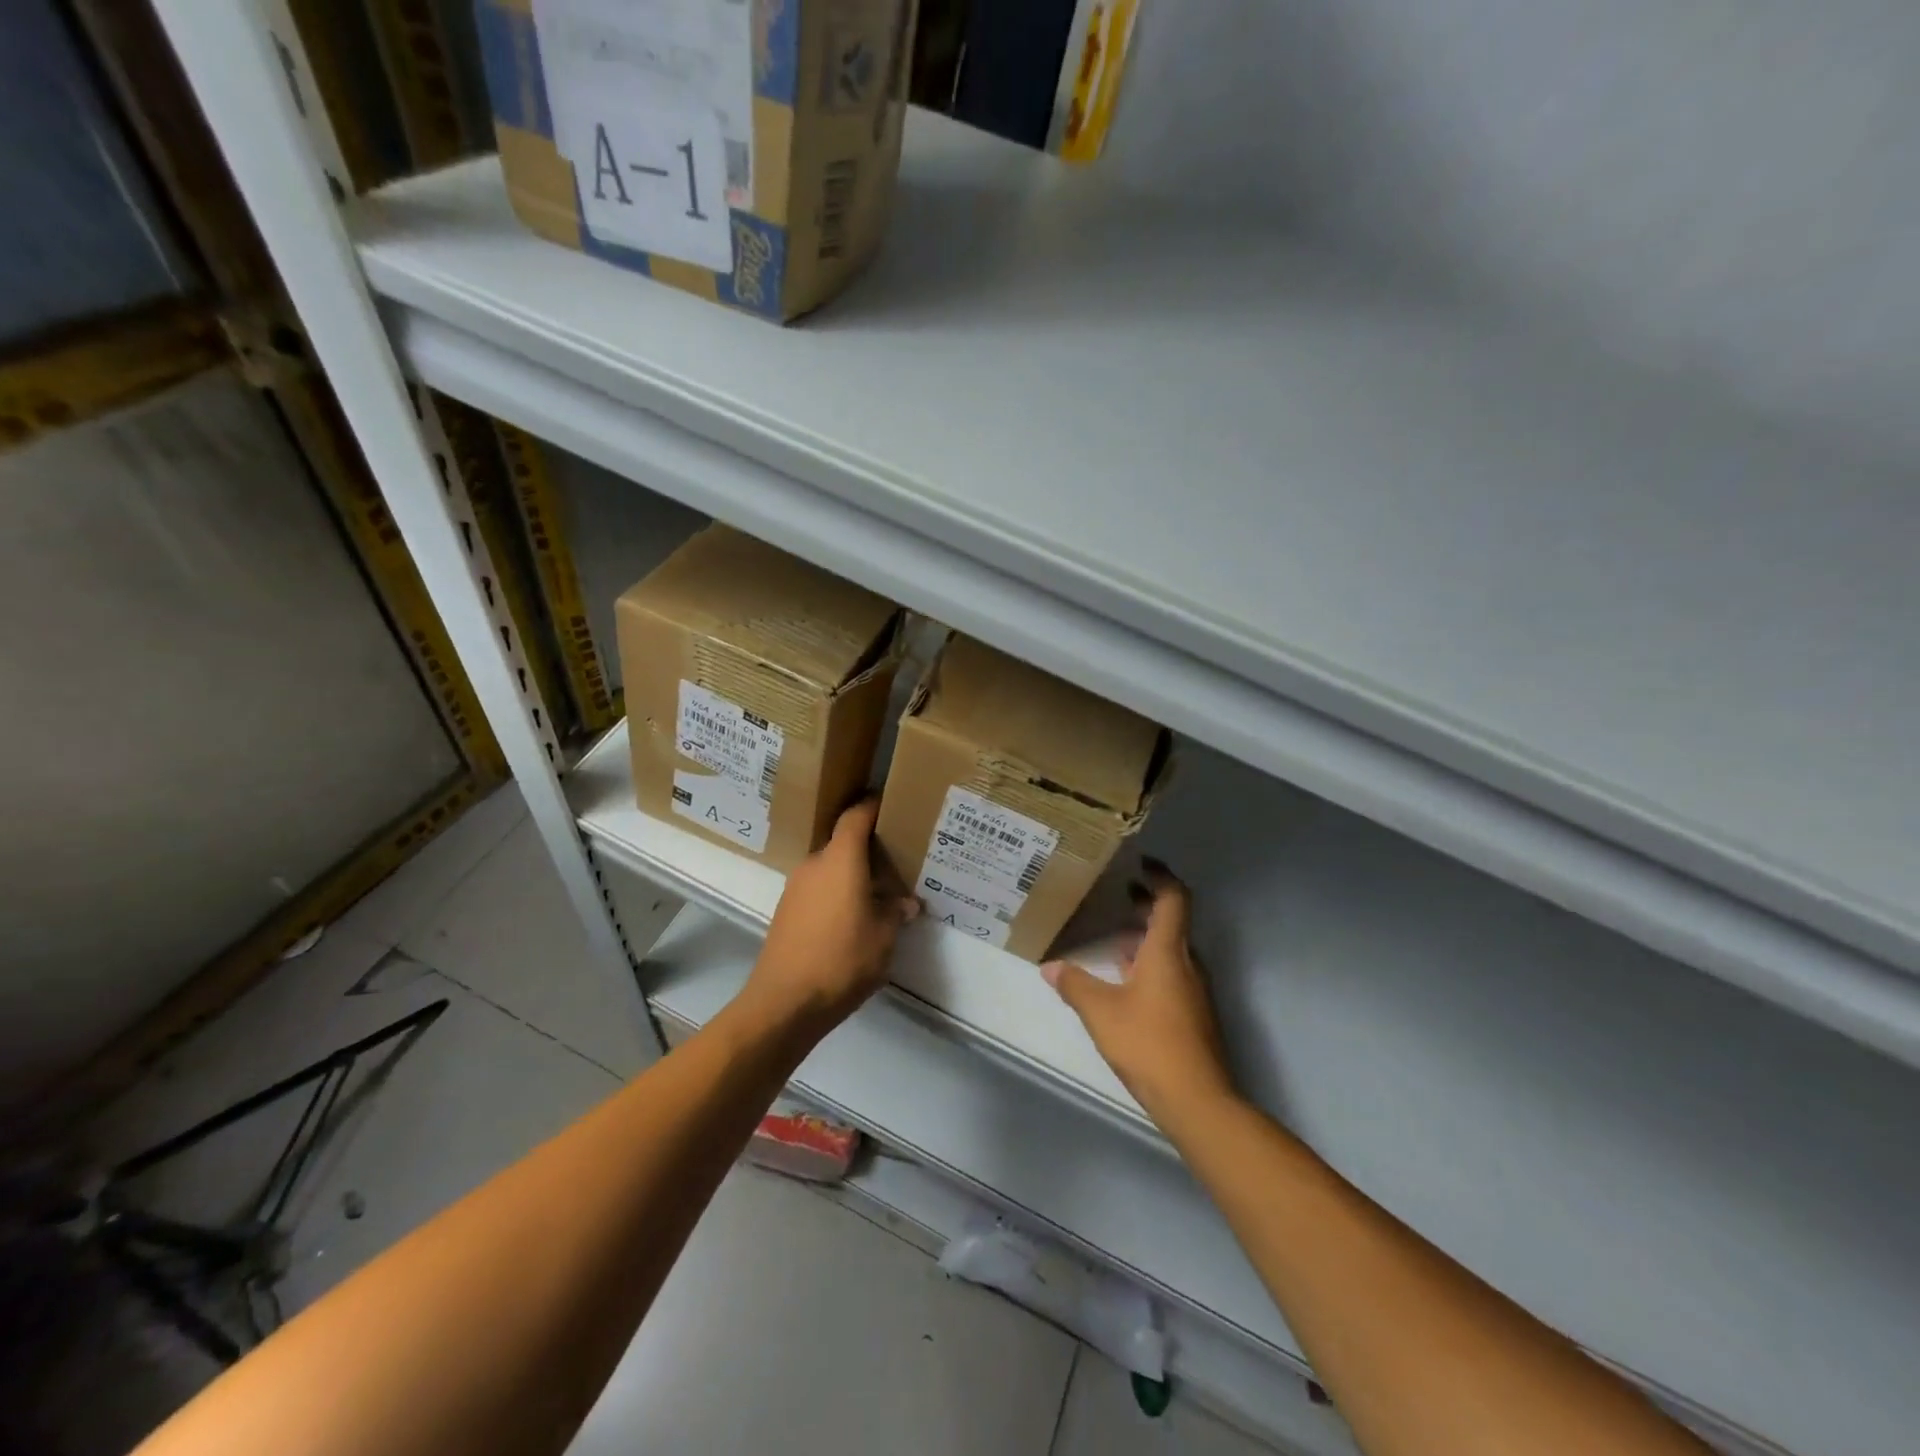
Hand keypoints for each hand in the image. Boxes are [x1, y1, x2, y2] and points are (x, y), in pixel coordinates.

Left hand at [744, 798, 919, 1033]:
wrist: (785, 1003)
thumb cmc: (842, 960)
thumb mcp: (883, 937)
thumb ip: (895, 913)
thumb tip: (906, 903)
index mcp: (840, 860)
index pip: (855, 817)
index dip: (873, 806)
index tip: (891, 804)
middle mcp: (814, 865)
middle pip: (843, 843)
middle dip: (868, 849)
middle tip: (896, 861)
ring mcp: (795, 888)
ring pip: (830, 868)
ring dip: (852, 875)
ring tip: (878, 895)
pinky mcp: (786, 912)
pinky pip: (818, 890)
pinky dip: (836, 894)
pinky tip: (852, 920)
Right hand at [1043, 859, 1235, 1123]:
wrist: (1198, 1101)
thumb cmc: (1149, 1044)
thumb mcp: (1101, 1012)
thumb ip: (1074, 985)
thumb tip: (1050, 967)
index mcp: (1168, 952)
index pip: (1174, 899)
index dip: (1160, 876)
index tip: (1140, 864)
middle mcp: (1187, 964)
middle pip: (1173, 922)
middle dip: (1147, 904)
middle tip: (1119, 892)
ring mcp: (1194, 991)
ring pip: (1171, 949)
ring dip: (1146, 936)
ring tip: (1113, 934)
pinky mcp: (1193, 1014)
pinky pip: (1172, 973)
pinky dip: (1150, 962)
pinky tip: (1124, 980)